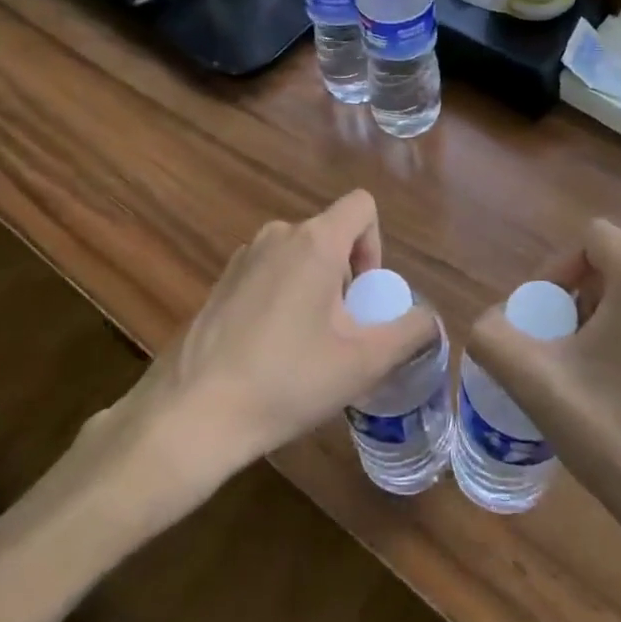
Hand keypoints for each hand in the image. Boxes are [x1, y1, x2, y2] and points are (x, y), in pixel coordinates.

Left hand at [63, 191, 436, 525]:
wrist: (191, 415)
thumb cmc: (286, 381)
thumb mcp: (363, 363)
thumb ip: (409, 332)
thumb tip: (429, 320)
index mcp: (314, 241)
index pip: (362, 206)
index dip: (376, 245)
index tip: (364, 296)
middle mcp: (278, 235)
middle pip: (331, 235)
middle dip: (346, 277)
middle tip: (340, 333)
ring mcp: (243, 257)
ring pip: (299, 256)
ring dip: (315, 289)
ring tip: (306, 347)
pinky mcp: (220, 282)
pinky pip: (269, 273)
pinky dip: (283, 298)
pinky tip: (270, 352)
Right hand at [469, 220, 620, 552]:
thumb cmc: (619, 440)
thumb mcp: (536, 385)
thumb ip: (493, 336)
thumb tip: (492, 322)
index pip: (592, 238)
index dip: (556, 268)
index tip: (543, 319)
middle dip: (584, 298)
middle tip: (564, 349)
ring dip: (617, 320)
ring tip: (600, 375)